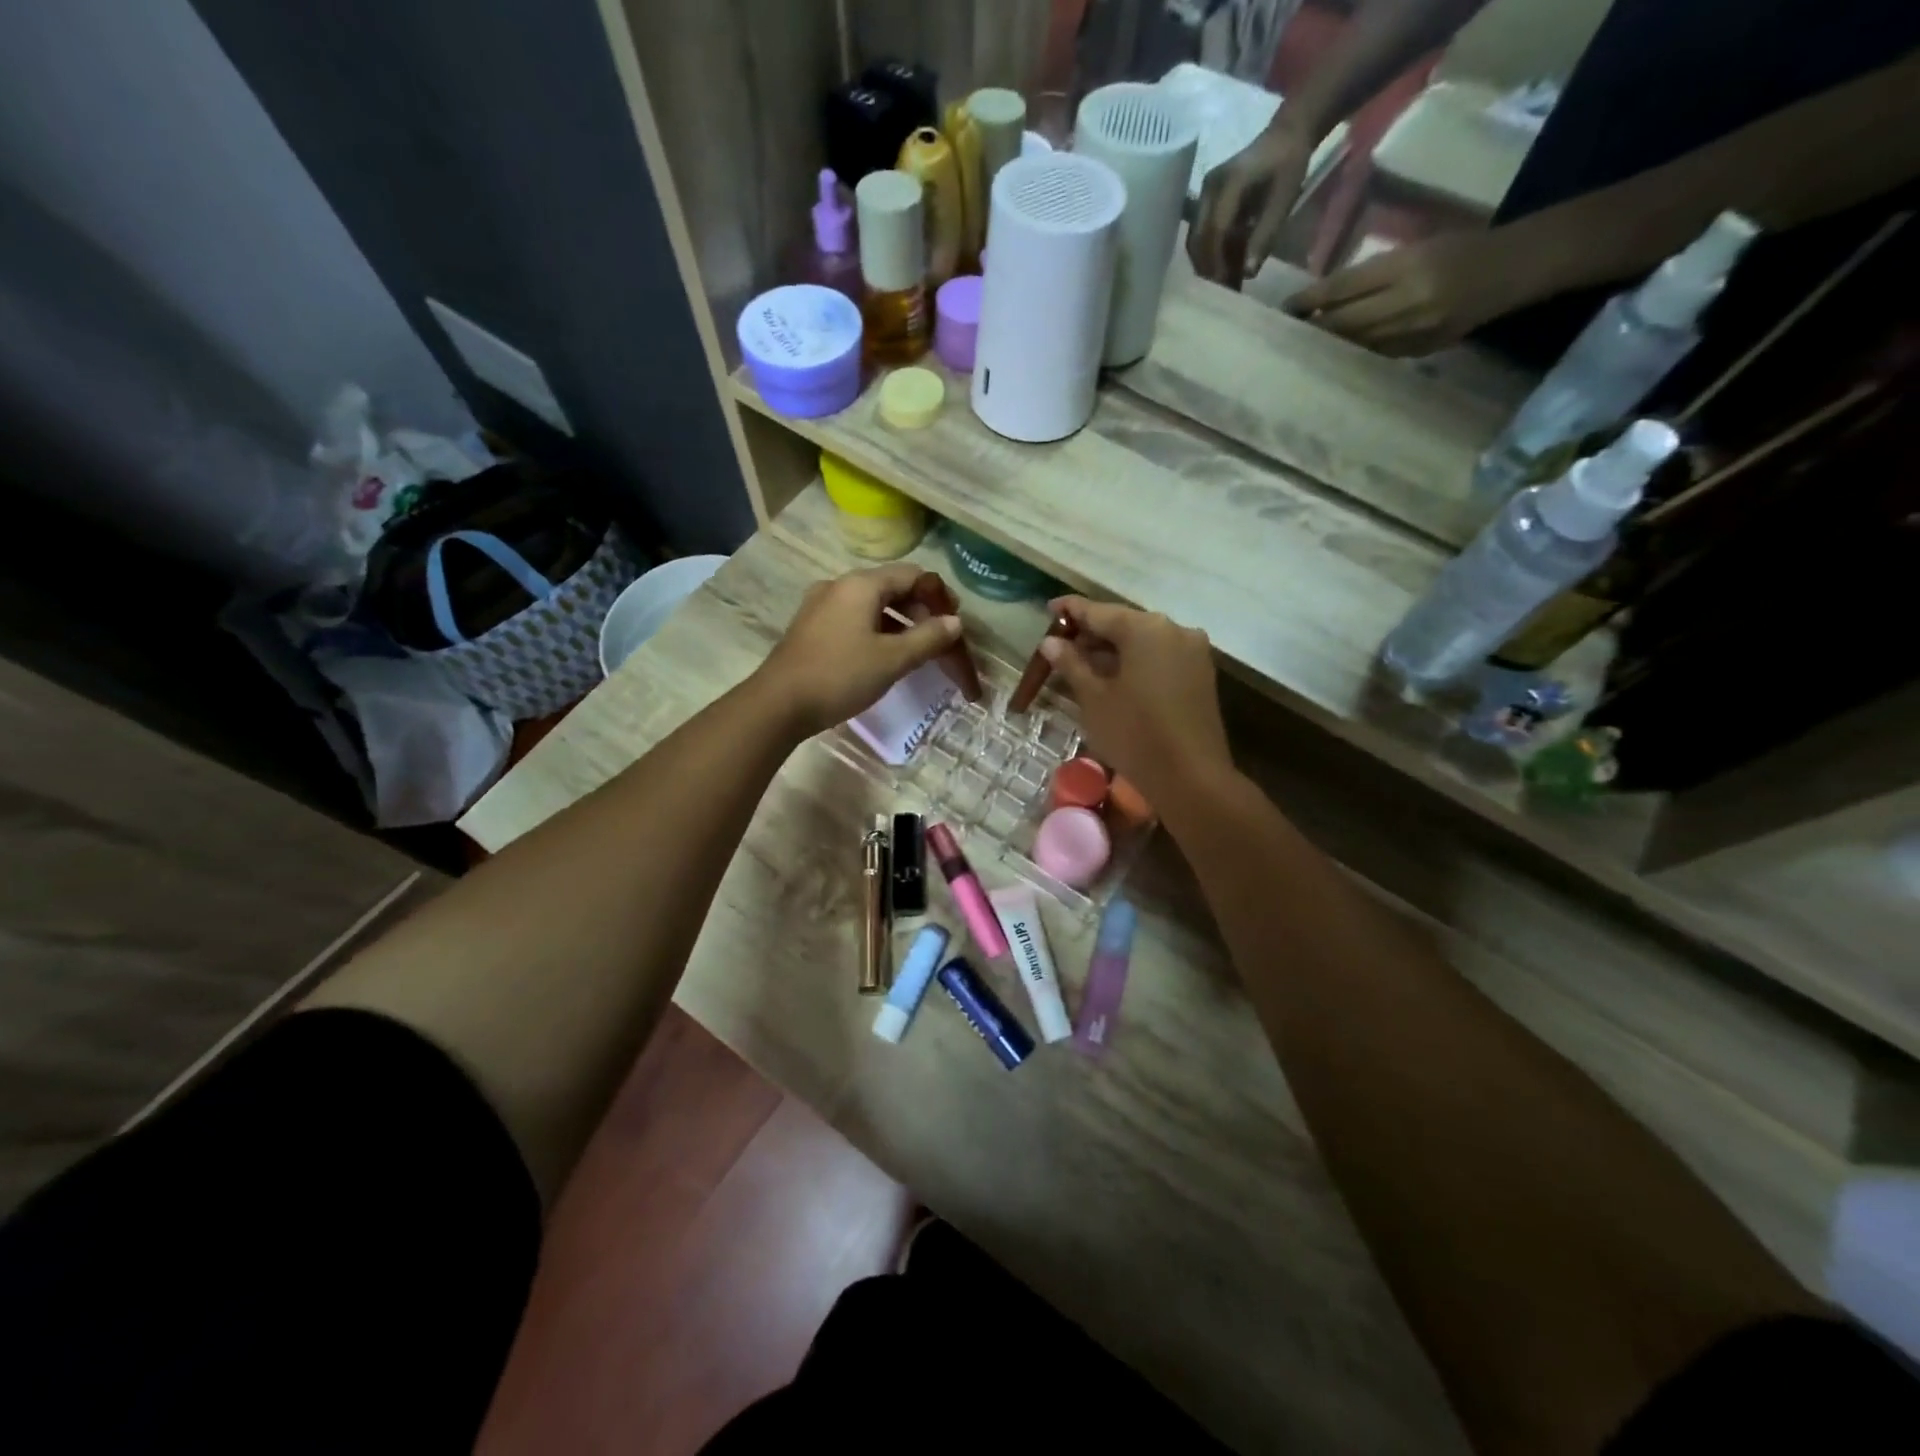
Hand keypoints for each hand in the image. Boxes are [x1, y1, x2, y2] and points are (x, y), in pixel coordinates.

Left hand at [757, 565, 960, 735]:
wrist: (779, 704)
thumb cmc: (840, 676)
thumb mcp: (892, 659)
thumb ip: (928, 638)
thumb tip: (955, 622)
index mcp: (861, 585)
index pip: (912, 575)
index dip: (939, 595)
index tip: (954, 621)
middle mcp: (840, 586)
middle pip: (891, 587)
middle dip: (920, 610)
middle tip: (939, 639)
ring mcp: (821, 605)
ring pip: (872, 605)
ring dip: (899, 622)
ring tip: (916, 650)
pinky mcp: (811, 626)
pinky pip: (853, 618)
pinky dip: (876, 630)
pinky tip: (883, 656)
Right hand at [1040, 597, 1232, 809]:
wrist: (1191, 777)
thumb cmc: (1134, 734)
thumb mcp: (1094, 698)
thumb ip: (1071, 663)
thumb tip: (1051, 641)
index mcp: (1145, 628)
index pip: (1099, 611)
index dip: (1071, 610)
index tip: (1049, 608)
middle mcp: (1173, 629)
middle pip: (1124, 624)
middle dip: (1092, 633)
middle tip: (1062, 645)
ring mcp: (1192, 651)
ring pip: (1143, 641)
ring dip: (1113, 650)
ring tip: (1082, 664)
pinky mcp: (1200, 674)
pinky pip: (1159, 657)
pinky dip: (1134, 662)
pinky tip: (1113, 677)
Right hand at [1189, 123, 1316, 287]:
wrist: (1286, 135)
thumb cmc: (1289, 164)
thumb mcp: (1283, 199)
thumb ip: (1265, 235)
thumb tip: (1248, 273)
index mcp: (1229, 182)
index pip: (1214, 231)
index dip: (1217, 262)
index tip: (1226, 285)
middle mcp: (1208, 189)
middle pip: (1198, 240)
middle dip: (1208, 268)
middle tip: (1224, 291)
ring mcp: (1204, 196)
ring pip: (1196, 241)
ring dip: (1208, 264)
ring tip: (1226, 282)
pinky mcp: (1206, 203)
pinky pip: (1202, 235)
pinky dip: (1212, 254)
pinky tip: (1226, 267)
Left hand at [1284, 231, 1529, 355]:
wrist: (1511, 269)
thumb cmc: (1460, 249)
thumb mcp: (1416, 249)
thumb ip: (1371, 275)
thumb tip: (1323, 299)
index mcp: (1408, 266)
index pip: (1345, 288)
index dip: (1311, 300)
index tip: (1287, 308)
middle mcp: (1408, 302)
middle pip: (1344, 322)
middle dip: (1313, 329)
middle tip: (1288, 333)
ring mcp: (1414, 332)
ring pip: (1355, 344)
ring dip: (1328, 346)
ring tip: (1303, 347)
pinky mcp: (1418, 352)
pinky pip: (1374, 355)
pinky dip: (1352, 354)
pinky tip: (1334, 355)